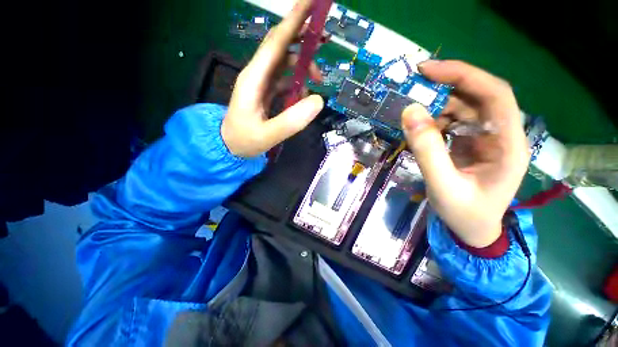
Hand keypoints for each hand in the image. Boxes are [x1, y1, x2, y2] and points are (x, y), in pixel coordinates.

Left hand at [222, 0, 323, 157]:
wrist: (229, 146)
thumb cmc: (244, 140)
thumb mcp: (268, 135)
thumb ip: (292, 120)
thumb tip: (319, 100)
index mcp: (254, 78)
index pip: (276, 42)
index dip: (294, 20)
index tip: (312, 2)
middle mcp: (258, 74)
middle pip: (281, 45)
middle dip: (303, 36)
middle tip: (325, 36)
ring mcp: (262, 82)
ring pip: (286, 62)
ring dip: (304, 64)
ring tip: (319, 78)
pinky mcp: (267, 91)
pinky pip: (285, 79)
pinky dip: (298, 82)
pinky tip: (303, 94)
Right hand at [402, 60, 529, 247]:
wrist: (471, 229)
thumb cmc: (464, 213)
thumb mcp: (442, 186)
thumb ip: (426, 151)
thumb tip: (409, 112)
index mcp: (508, 145)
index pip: (495, 95)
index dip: (465, 76)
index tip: (429, 70)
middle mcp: (501, 134)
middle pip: (478, 96)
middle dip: (445, 86)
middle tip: (412, 84)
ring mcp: (485, 137)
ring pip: (463, 107)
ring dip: (435, 105)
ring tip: (411, 113)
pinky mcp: (470, 142)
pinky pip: (452, 121)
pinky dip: (433, 120)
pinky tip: (419, 129)